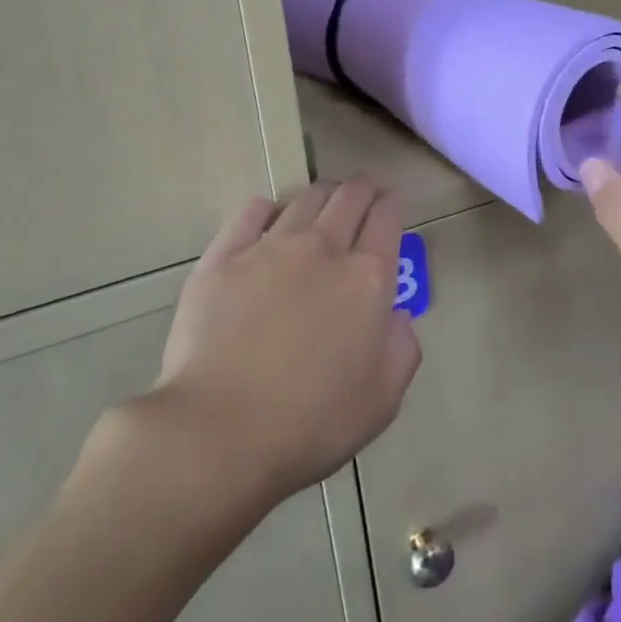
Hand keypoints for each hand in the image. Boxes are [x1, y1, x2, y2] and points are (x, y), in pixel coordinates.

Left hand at [137, 178, 421, 499]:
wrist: (218, 431)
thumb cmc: (310, 423)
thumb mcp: (382, 400)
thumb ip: (402, 349)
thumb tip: (397, 316)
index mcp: (367, 279)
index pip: (386, 219)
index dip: (391, 204)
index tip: (390, 203)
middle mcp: (322, 249)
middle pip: (348, 197)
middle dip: (361, 190)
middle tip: (362, 195)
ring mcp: (269, 248)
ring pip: (303, 199)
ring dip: (320, 196)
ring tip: (320, 204)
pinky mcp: (222, 257)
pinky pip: (250, 212)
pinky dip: (268, 208)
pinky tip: (269, 216)